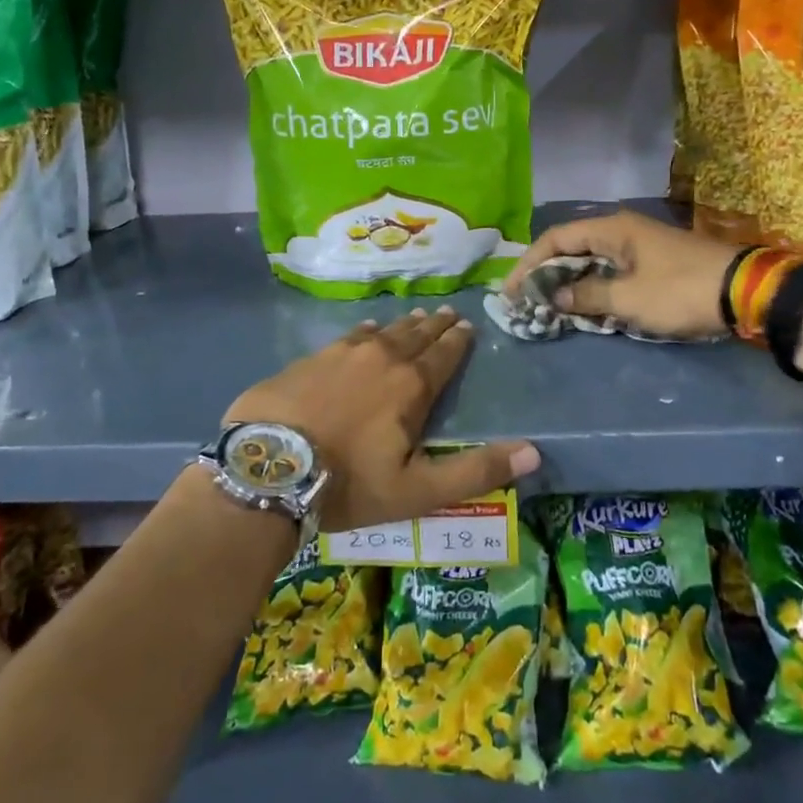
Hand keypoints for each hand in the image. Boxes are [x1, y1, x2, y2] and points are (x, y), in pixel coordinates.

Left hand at [223, 306, 538, 533]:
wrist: (268, 469)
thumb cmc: (349, 484)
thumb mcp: (418, 490)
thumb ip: (476, 471)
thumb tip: (534, 452)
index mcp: (410, 386)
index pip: (443, 356)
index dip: (457, 342)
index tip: (467, 326)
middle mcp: (380, 359)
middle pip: (414, 336)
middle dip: (434, 326)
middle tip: (448, 312)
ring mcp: (340, 355)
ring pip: (381, 332)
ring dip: (402, 325)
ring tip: (415, 317)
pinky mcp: (308, 360)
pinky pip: (346, 337)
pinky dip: (362, 332)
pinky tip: (364, 328)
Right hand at [503, 209, 738, 339]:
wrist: (745, 292)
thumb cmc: (681, 290)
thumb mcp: (629, 299)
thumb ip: (588, 296)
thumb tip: (555, 297)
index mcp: (612, 229)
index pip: (556, 239)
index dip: (529, 264)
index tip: (511, 291)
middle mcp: (621, 231)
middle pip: (571, 248)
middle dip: (545, 274)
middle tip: (525, 301)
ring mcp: (639, 246)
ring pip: (591, 261)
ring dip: (569, 283)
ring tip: (547, 307)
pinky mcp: (652, 263)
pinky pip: (610, 272)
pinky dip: (593, 288)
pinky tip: (583, 308)